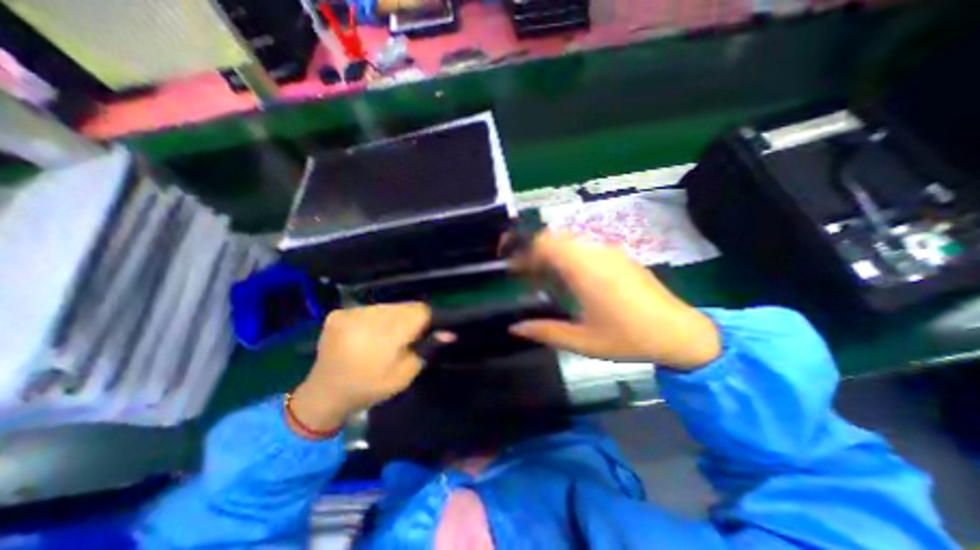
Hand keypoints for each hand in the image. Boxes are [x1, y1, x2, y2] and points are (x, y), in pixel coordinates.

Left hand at [288, 302, 428, 434]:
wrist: (325, 394)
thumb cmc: (370, 387)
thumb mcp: (404, 375)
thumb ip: (426, 349)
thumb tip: (448, 333)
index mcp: (385, 337)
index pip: (418, 311)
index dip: (427, 318)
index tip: (427, 330)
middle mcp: (366, 319)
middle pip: (403, 307)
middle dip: (410, 318)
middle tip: (407, 337)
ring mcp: (350, 314)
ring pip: (387, 306)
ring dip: (393, 317)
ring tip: (387, 336)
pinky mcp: (338, 313)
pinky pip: (369, 308)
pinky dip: (375, 318)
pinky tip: (370, 333)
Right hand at [513, 231, 717, 369]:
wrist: (680, 332)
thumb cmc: (628, 338)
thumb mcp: (582, 341)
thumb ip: (545, 332)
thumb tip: (514, 328)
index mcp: (584, 269)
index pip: (545, 243)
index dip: (523, 250)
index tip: (511, 267)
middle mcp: (595, 253)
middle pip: (555, 238)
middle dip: (534, 252)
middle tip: (524, 275)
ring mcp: (610, 251)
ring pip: (569, 241)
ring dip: (551, 253)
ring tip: (544, 278)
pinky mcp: (619, 256)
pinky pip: (585, 247)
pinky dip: (568, 256)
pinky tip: (570, 279)